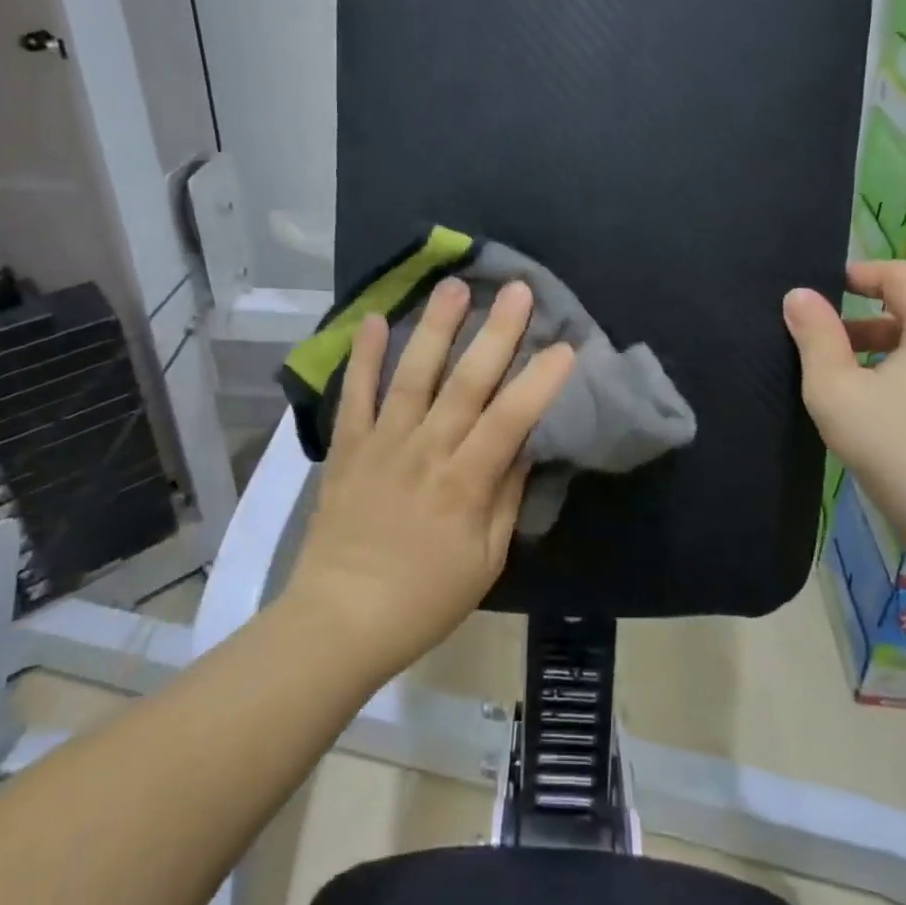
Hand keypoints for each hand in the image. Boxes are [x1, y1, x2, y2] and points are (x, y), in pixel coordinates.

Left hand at [284, 277, 576, 680]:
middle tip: (517, 289)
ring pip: (414, 375)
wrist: (340, 618)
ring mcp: (383, 443)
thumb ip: (506, 498)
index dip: (540, 381)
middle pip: (467, 382)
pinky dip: (364, 357)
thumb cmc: (424, 598)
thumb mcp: (485, 560)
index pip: (511, 419)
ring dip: (436, 327)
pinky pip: (355, 395)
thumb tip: (525, 446)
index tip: (565, 345)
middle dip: (497, 333)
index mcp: (465, 483)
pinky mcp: (348, 447)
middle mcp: (426, 451)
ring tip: (454, 286)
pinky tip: (376, 319)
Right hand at [783, 260, 905, 539]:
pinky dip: (884, 379)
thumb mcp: (837, 387)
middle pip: (904, 311)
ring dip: (866, 353)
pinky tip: (855, 412)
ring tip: (826, 380)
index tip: (819, 291)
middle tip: (812, 342)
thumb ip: (815, 336)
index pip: (900, 275)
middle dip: (854, 320)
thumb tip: (798, 295)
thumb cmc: (895, 444)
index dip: (858, 273)